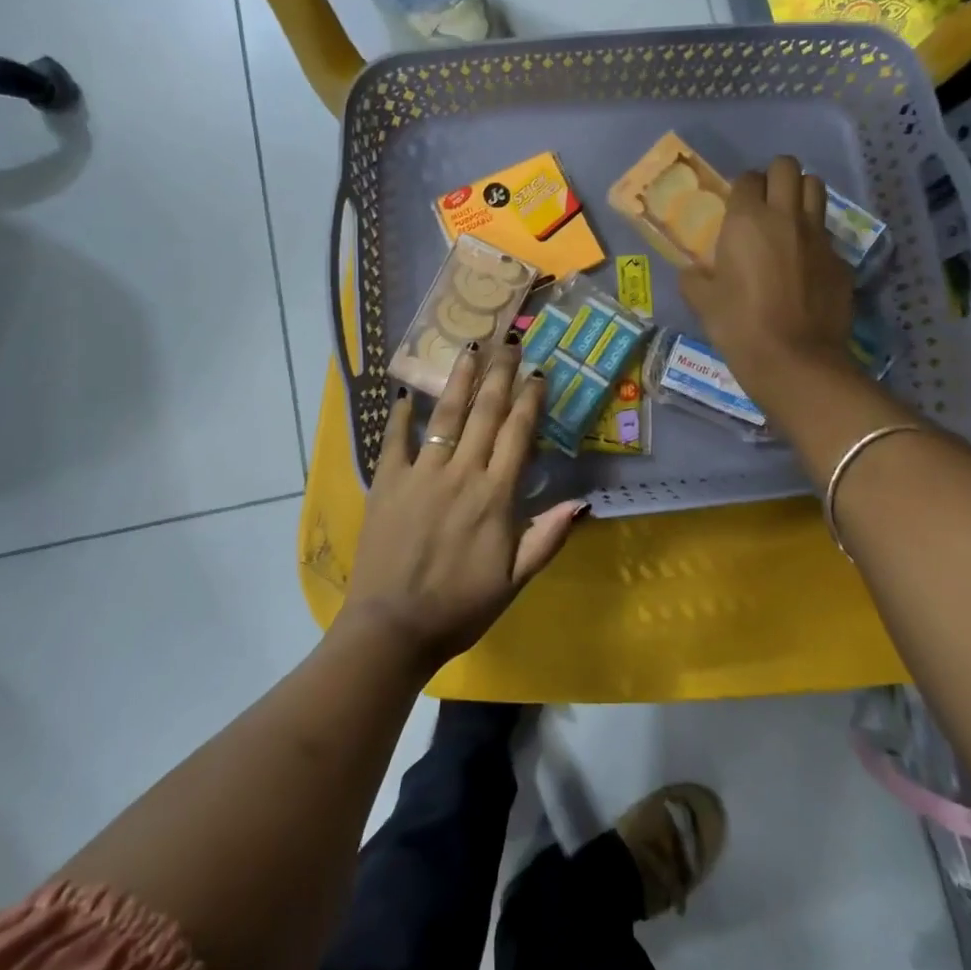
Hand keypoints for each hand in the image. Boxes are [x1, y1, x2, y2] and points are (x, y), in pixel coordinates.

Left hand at [341, 338, 587, 673]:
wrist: (392, 628)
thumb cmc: (460, 608)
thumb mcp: (514, 582)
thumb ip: (547, 539)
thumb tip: (583, 502)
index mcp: (495, 496)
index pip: (518, 434)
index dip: (530, 400)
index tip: (538, 372)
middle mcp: (460, 473)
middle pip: (485, 413)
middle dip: (500, 374)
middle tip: (509, 341)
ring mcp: (421, 474)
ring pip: (445, 416)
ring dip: (460, 380)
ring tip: (470, 348)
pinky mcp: (387, 482)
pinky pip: (395, 440)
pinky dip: (400, 415)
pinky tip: (403, 393)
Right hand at [679, 155, 856, 394]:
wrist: (795, 361)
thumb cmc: (739, 327)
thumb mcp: (702, 302)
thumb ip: (694, 277)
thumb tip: (694, 271)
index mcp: (746, 221)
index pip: (747, 178)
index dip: (740, 189)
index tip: (734, 207)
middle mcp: (786, 217)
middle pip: (788, 167)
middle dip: (775, 176)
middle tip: (764, 201)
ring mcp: (819, 236)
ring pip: (815, 188)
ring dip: (800, 194)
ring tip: (788, 219)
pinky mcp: (840, 259)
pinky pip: (827, 233)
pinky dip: (814, 238)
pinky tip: (804, 265)